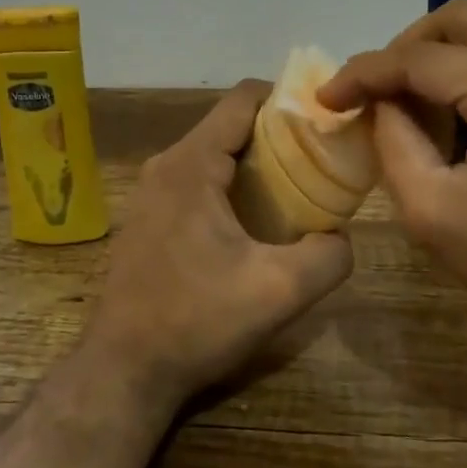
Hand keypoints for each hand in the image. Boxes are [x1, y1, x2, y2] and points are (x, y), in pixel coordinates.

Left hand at [84, 80, 353, 409]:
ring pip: (215, 152)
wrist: (125, 370)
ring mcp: (152, 190)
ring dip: (256, 163)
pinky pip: (199, 178)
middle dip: (279, 134)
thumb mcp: (279, 293)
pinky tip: (256, 221)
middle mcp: (167, 164)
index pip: (244, 97)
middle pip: (232, 124)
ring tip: (297, 190)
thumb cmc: (196, 322)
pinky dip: (232, 184)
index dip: (289, 98)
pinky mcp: (149, 215)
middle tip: (321, 160)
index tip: (324, 121)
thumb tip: (341, 235)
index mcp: (191, 163)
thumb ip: (328, 256)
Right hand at [319, 0, 466, 378]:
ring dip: (441, 58)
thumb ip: (394, 144)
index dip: (364, 72)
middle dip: (404, 49)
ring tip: (415, 110)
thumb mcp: (437, 216)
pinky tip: (462, 118)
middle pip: (459, 18)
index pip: (421, 58)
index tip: (328, 98)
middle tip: (376, 94)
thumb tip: (379, 103)